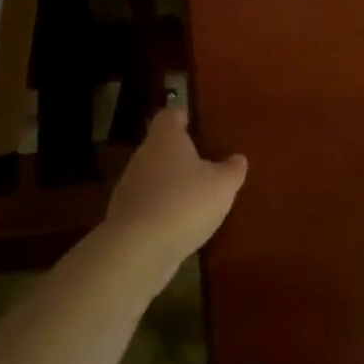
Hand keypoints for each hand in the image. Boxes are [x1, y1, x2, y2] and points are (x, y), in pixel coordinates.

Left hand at [104, 107, 247, 270]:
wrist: (138, 249)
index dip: (183, 115)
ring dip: (172, 183)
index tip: (195, 121)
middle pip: (161, 146)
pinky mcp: (125, 216)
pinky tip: (181, 223)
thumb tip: (238, 158)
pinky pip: (149, 204)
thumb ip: (232, 169)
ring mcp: (130, 187)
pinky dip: (163, 208)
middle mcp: (143, 156)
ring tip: (197, 195)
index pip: (170, 115)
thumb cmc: (185, 203)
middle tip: (206, 161)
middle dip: (181, 153)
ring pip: (154, 176)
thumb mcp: (222, 185)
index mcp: (165, 138)